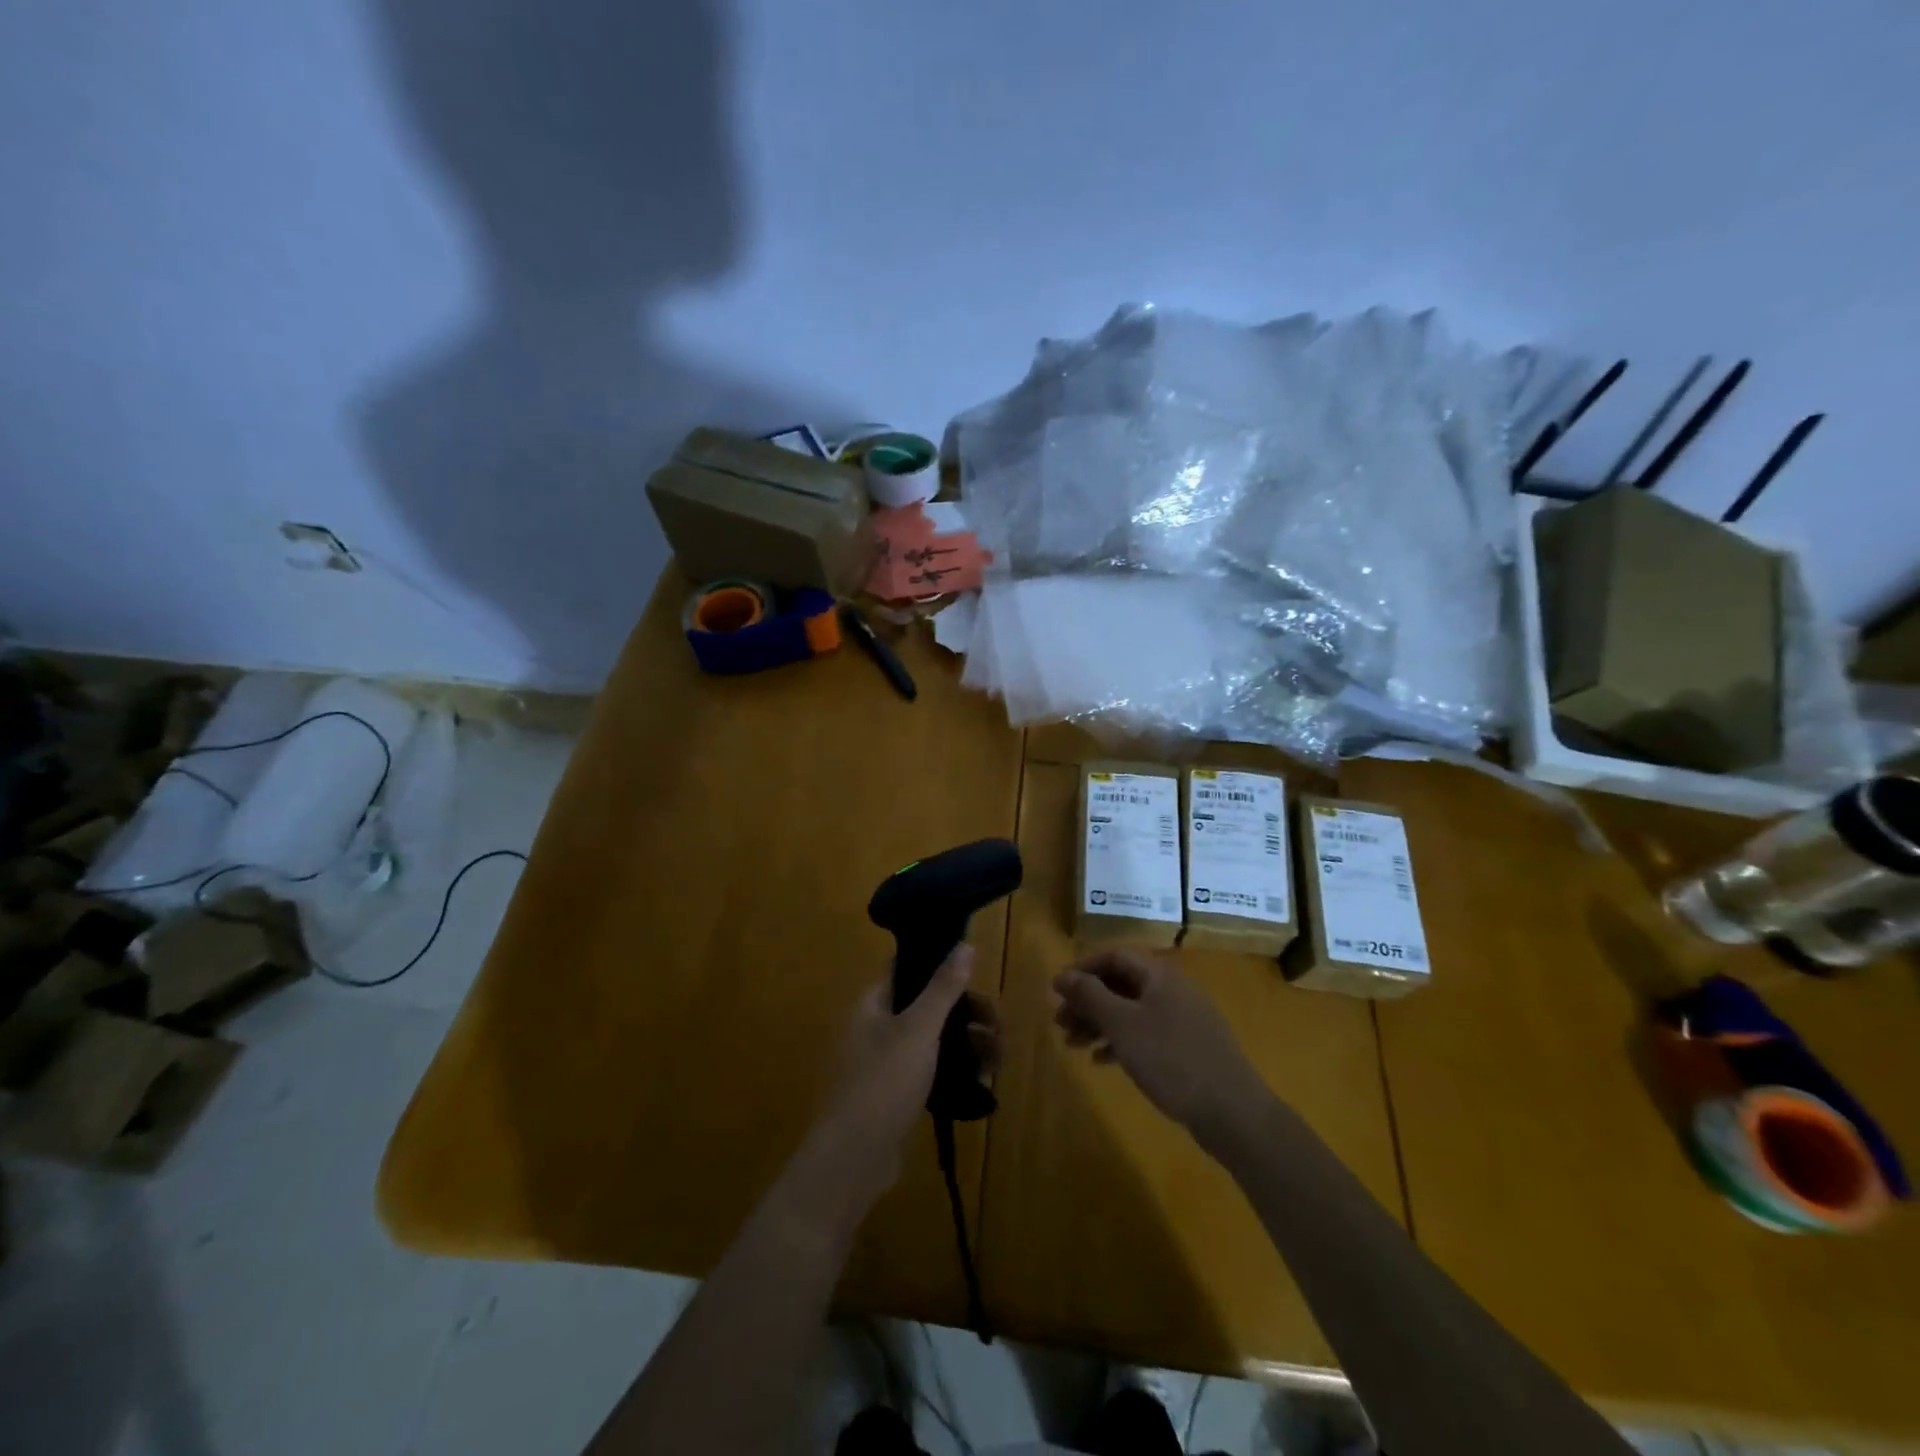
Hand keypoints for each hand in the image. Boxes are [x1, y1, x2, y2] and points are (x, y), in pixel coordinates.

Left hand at [808, 947, 1001, 1203]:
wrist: (853, 1160)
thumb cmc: (883, 1083)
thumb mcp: (918, 1029)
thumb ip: (943, 987)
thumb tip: (964, 943)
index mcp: (875, 1002)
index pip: (911, 968)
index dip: (944, 965)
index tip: (979, 974)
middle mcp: (879, 1025)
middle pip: (929, 1005)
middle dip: (968, 1012)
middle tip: (1001, 1026)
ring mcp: (888, 1061)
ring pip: (936, 1039)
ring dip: (969, 1042)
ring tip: (1000, 1057)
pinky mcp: (898, 1093)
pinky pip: (933, 1070)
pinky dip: (958, 1069)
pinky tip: (984, 1079)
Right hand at [1052, 950, 1266, 1140]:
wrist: (1232, 1112)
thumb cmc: (1171, 1059)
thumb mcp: (1122, 1024)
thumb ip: (1090, 995)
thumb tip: (1062, 975)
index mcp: (1159, 975)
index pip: (1114, 956)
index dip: (1082, 969)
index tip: (1056, 991)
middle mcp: (1172, 989)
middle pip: (1120, 983)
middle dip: (1088, 1000)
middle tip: (1059, 1023)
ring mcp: (1183, 1019)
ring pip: (1131, 1010)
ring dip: (1099, 1023)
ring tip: (1072, 1045)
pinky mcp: (1188, 1047)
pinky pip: (1146, 1033)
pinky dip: (1121, 1042)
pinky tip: (1101, 1061)